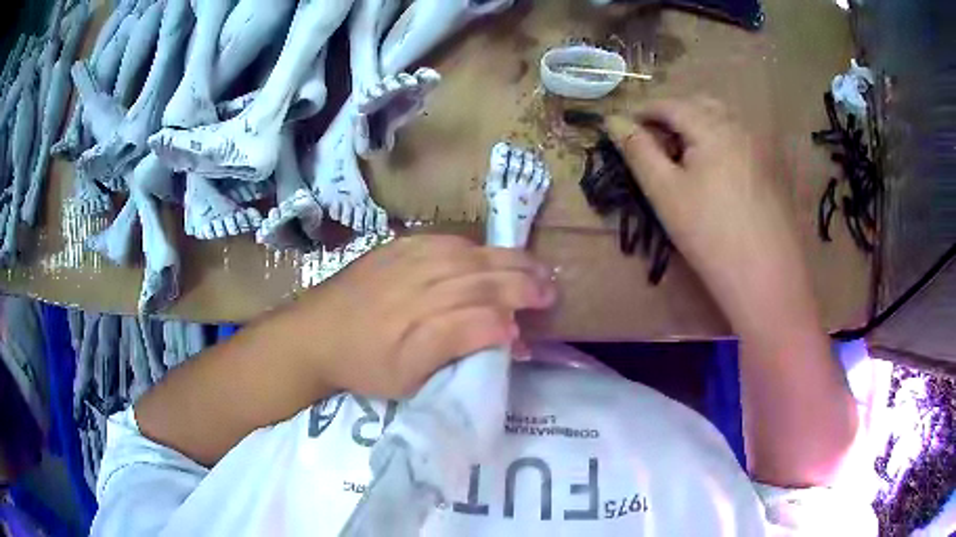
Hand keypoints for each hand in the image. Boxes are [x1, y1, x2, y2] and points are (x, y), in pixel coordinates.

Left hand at [276, 235, 555, 398]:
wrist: (314, 333)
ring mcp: (408, 260)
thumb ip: (457, 351)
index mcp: (421, 326)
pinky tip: (489, 254)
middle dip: (523, 283)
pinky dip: (475, 247)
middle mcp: (419, 286)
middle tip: (550, 290)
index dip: (511, 324)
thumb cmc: (363, 364)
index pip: (483, 317)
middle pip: (483, 279)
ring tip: (534, 268)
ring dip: (508, 261)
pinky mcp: (398, 246)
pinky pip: (446, 240)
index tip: (529, 336)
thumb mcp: (409, 378)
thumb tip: (505, 333)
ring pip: (471, 255)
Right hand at [606, 98, 810, 328]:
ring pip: (723, 121)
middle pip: (699, 105)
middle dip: (672, 115)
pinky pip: (739, 140)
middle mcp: (740, 126)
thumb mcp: (665, 192)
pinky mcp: (772, 168)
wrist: (768, 279)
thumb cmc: (710, 235)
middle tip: (654, 143)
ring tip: (683, 157)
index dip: (642, 111)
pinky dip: (719, 142)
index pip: (670, 104)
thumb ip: (637, 150)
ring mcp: (761, 146)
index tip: (623, 129)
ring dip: (698, 127)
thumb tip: (613, 120)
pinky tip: (715, 173)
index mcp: (713, 125)